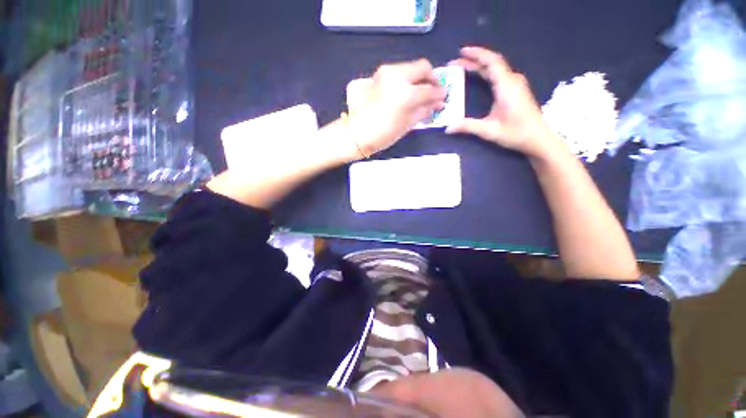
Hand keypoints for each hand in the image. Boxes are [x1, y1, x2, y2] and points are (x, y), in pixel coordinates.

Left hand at [347, 59, 446, 156]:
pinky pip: (396, 73)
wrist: (356, 133)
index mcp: (405, 93)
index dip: (439, 93)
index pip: (429, 88)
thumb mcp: (407, 124)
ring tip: (418, 92)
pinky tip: (404, 92)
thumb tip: (437, 103)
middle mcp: (396, 76)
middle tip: (434, 89)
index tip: (442, 96)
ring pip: (408, 67)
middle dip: (430, 77)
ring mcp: (384, 73)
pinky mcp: (376, 75)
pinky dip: (404, 80)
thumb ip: (424, 110)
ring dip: (417, 77)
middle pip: (421, 66)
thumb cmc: (383, 134)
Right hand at [446, 46, 559, 157]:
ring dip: (480, 66)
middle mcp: (512, 80)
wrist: (537, 138)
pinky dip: (486, 72)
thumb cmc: (515, 133)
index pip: (491, 61)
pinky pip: (499, 75)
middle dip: (473, 60)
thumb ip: (468, 127)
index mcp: (506, 86)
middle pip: (492, 63)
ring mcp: (515, 84)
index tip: (461, 52)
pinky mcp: (516, 89)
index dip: (476, 54)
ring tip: (463, 68)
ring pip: (496, 68)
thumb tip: (448, 128)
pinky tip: (478, 77)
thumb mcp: (489, 130)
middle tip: (455, 63)